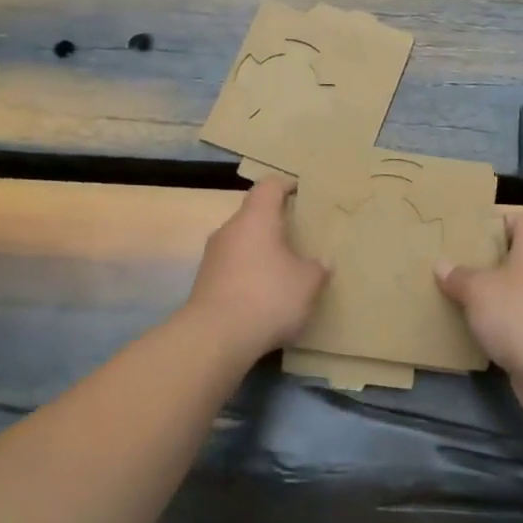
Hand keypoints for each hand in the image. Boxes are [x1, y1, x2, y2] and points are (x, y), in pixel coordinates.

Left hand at [183, 178, 327, 366]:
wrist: (215, 337)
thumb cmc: (268, 296)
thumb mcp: (307, 283)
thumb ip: (316, 268)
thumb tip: (318, 264)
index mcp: (256, 218)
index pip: (270, 186)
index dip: (287, 185)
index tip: (302, 193)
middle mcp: (230, 229)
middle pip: (254, 214)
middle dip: (275, 223)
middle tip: (299, 236)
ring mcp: (213, 256)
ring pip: (242, 242)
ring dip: (261, 251)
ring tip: (284, 269)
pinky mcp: (204, 282)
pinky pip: (233, 267)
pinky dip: (249, 274)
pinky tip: (264, 295)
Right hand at [436, 213, 522, 412]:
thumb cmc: (518, 312)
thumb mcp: (477, 289)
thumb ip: (459, 276)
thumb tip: (442, 266)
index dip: (499, 223)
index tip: (472, 236)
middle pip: (521, 256)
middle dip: (491, 262)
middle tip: (459, 267)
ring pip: (521, 290)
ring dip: (497, 296)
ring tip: (463, 298)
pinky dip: (505, 324)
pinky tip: (479, 330)